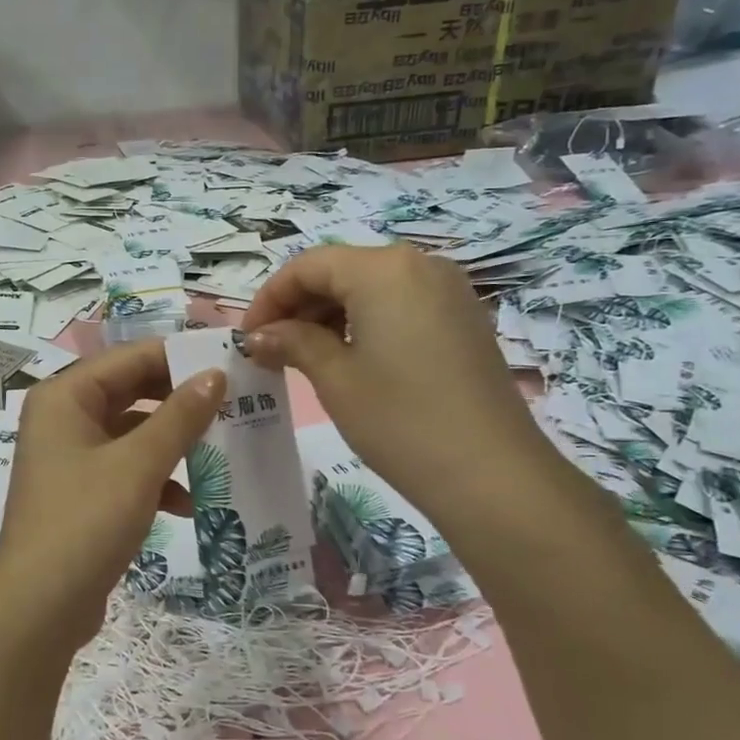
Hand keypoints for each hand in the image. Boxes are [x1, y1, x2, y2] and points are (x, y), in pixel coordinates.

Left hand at [0, 341, 224, 656]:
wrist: (39, 609)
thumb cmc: (86, 522)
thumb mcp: (139, 465)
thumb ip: (180, 416)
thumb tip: (215, 374)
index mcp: (65, 396)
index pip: (130, 358)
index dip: (180, 358)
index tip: (231, 364)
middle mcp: (63, 418)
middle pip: (132, 392)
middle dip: (182, 402)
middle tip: (235, 403)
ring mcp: (71, 457)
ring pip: (134, 433)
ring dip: (175, 443)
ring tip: (224, 450)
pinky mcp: (82, 492)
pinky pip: (127, 469)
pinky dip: (158, 479)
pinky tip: (192, 502)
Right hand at [240, 244, 547, 510]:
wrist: (492, 475)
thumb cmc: (400, 421)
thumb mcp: (334, 379)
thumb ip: (292, 343)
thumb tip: (259, 335)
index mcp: (383, 269)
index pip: (309, 266)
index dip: (269, 298)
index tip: (248, 337)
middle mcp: (420, 264)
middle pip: (342, 271)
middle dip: (300, 306)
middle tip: (272, 351)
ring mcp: (449, 291)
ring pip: (372, 288)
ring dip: (331, 315)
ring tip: (306, 358)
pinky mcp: (464, 319)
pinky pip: (401, 305)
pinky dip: (366, 323)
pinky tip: (351, 360)